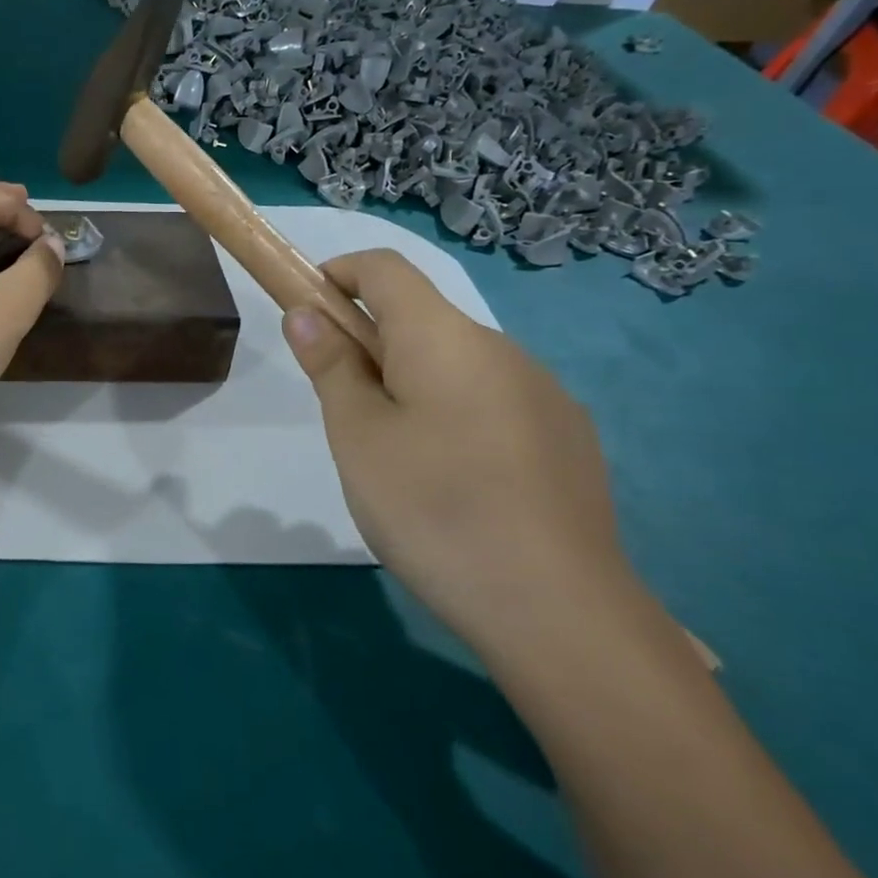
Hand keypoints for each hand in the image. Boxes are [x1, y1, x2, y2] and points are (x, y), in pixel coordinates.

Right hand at [282, 250, 647, 662]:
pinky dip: (456, 416)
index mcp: (444, 338)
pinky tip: (456, 485)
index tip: (307, 310)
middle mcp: (502, 350)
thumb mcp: (357, 436)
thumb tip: (307, 314)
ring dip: (413, 385)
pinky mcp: (569, 439)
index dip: (338, 273)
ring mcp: (545, 395)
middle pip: (422, 320)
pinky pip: (494, 403)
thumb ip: (331, 366)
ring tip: (398, 462)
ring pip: (458, 366)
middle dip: (371, 346)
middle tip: (344, 413)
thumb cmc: (433, 507)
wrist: (558, 609)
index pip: (385, 268)